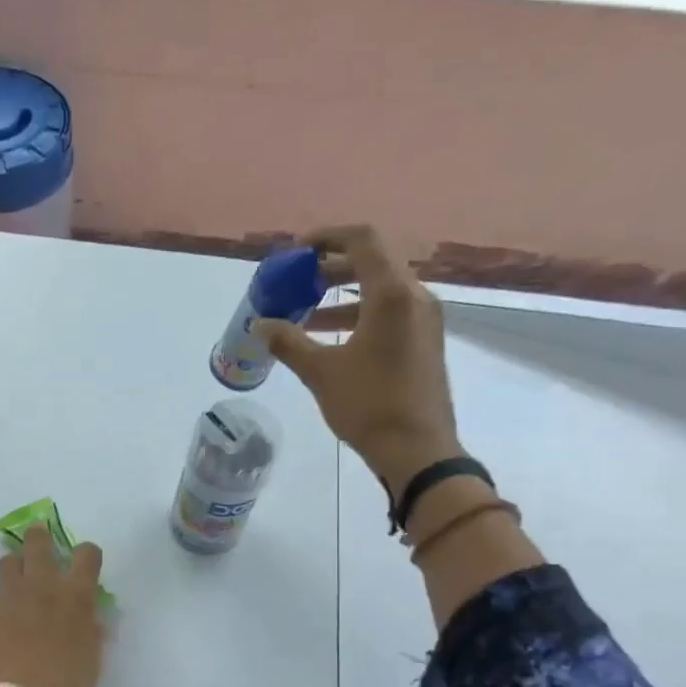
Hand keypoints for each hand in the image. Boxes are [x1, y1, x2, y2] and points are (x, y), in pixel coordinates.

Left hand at [0, 522, 104, 686]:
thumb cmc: (69, 686)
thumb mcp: (93, 656)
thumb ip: (91, 628)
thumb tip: (90, 617)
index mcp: (76, 595)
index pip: (86, 553)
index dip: (86, 554)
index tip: (83, 562)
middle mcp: (43, 586)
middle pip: (38, 542)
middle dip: (40, 538)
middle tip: (40, 544)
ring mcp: (11, 597)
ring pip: (8, 561)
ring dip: (16, 566)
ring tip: (19, 581)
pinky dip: (3, 599)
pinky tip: (6, 620)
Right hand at [254, 225, 462, 494]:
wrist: (418, 449)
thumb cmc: (369, 405)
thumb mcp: (321, 372)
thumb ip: (289, 342)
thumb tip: (261, 324)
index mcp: (392, 294)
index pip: (362, 240)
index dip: (327, 236)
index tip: (296, 250)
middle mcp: (415, 297)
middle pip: (372, 262)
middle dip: (330, 268)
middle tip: (296, 281)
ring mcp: (424, 319)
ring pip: (380, 289)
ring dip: (341, 295)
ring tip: (304, 314)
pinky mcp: (424, 341)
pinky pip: (389, 312)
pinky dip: (358, 314)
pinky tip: (330, 338)